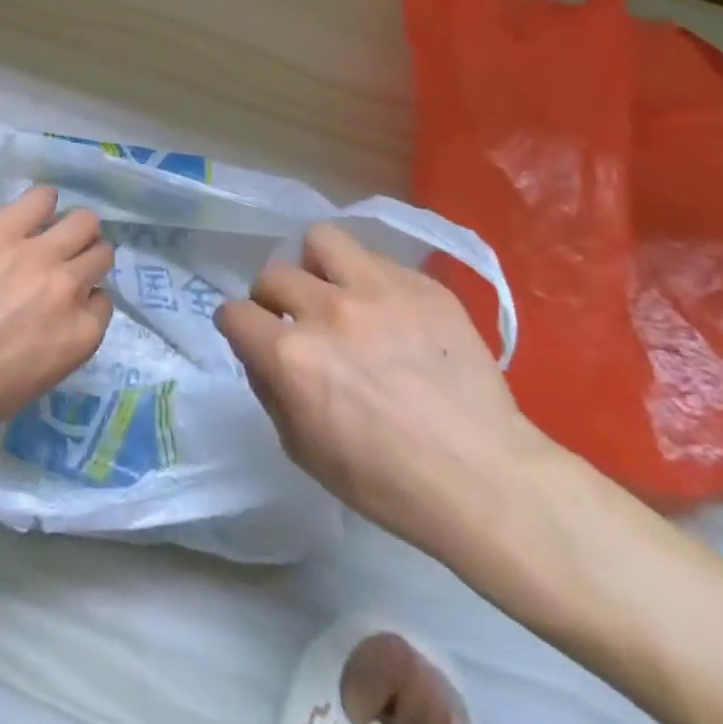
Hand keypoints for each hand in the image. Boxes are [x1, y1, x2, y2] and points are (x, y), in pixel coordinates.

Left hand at [0, 186, 114, 431]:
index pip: (102, 301)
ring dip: (73, 228)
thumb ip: (61, 341)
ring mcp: (40, 254)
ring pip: (83, 222)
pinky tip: (34, 209)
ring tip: (52, 230)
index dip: (84, 297)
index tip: (67, 299)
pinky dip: (42, 201)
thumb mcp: (39, 380)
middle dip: (86, 257)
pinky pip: (40, 198)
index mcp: (81, 333)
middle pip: (99, 254)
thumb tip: (58, 317)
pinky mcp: (5, 230)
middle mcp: (70, 287)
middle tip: (63, 261)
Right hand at [216, 223, 553, 571]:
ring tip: (336, 292)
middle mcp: (326, 310)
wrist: (488, 481)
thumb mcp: (304, 451)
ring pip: (320, 240)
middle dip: (274, 299)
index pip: (234, 312)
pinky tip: (389, 313)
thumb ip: (270, 391)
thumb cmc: (389, 483)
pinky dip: (369, 280)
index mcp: (291, 356)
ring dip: (317, 267)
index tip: (253, 337)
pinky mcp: (420, 284)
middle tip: (298, 322)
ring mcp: (377, 290)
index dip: (238, 327)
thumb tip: (261, 354)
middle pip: (272, 273)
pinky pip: (376, 259)